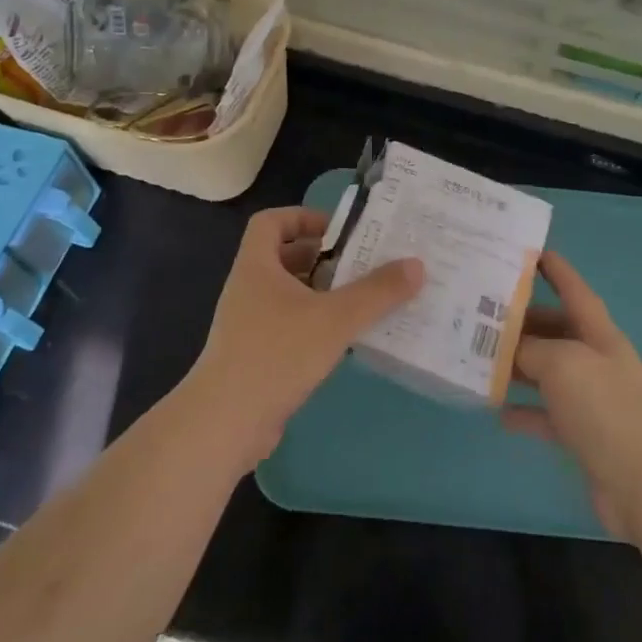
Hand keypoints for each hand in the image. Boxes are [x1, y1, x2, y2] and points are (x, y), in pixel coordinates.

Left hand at [188, 206, 423, 466]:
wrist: (225, 424)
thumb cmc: (276, 354)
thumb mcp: (335, 318)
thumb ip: (377, 291)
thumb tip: (417, 264)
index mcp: (257, 266)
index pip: (271, 222)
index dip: (302, 217)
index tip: (337, 231)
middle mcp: (249, 289)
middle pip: (284, 258)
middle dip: (323, 258)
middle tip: (361, 263)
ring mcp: (248, 325)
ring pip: (289, 295)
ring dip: (322, 293)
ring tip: (362, 299)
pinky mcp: (255, 357)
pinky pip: (289, 327)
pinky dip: (315, 325)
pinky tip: (344, 340)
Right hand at [501, 252, 641, 539]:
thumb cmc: (605, 408)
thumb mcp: (563, 363)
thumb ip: (532, 348)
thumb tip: (509, 348)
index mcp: (598, 333)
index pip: (574, 290)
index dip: (555, 269)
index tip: (530, 252)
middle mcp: (595, 360)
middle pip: (555, 330)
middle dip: (523, 321)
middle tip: (482, 314)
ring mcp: (590, 399)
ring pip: (547, 371)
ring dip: (518, 365)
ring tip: (480, 359)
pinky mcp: (582, 435)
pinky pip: (546, 414)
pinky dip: (524, 410)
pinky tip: (497, 411)